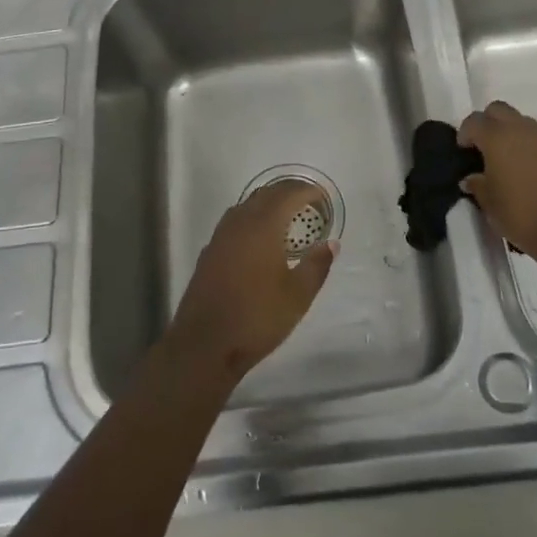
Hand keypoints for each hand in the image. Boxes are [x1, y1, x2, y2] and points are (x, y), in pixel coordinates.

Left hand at [167, 180, 338, 381]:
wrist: (205, 344)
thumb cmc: (257, 318)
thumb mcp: (297, 296)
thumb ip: (316, 265)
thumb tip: (331, 243)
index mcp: (263, 226)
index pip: (288, 195)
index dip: (308, 191)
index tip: (324, 197)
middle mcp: (240, 223)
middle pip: (266, 194)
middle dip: (289, 192)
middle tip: (310, 202)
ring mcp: (221, 236)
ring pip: (247, 205)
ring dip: (269, 203)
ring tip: (288, 216)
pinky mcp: (210, 251)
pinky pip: (235, 221)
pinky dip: (252, 218)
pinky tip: (260, 238)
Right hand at [458, 100, 536, 256]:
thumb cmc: (521, 213)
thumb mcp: (489, 203)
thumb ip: (477, 185)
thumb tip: (472, 178)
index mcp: (497, 137)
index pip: (474, 122)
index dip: (465, 134)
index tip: (463, 151)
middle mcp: (519, 129)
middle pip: (498, 110)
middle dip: (486, 123)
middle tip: (481, 147)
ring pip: (519, 120)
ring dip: (507, 131)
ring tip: (502, 159)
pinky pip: (535, 136)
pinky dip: (524, 143)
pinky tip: (522, 168)